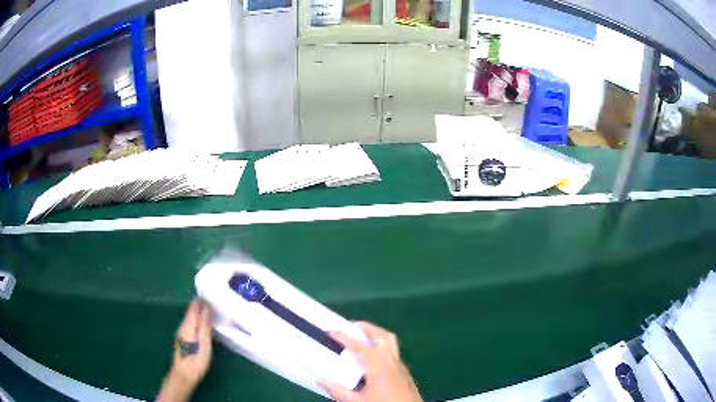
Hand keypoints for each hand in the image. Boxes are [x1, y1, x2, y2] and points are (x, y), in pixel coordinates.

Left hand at [158, 300, 213, 401]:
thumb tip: (207, 307)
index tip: (212, 294)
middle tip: (215, 303)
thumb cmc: (195, 360)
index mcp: (187, 325)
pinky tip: (205, 327)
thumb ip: (205, 325)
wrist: (183, 376)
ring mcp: (182, 334)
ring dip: (200, 315)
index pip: (193, 307)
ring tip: (213, 313)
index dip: (201, 300)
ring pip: (191, 320)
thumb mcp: (204, 343)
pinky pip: (192, 327)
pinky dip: (199, 323)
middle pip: (191, 312)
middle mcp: (183, 327)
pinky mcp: (184, 342)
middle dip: (201, 307)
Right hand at [319, 322, 421, 401]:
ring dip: (376, 335)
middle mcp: (391, 361)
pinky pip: (393, 352)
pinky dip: (382, 346)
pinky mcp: (404, 371)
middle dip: (367, 328)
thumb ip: (337, 390)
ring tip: (362, 337)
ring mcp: (400, 365)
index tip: (331, 330)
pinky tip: (374, 357)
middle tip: (351, 326)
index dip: (344, 336)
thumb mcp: (356, 401)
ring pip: (390, 342)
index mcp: (378, 366)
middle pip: (382, 336)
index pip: (359, 346)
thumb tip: (319, 378)